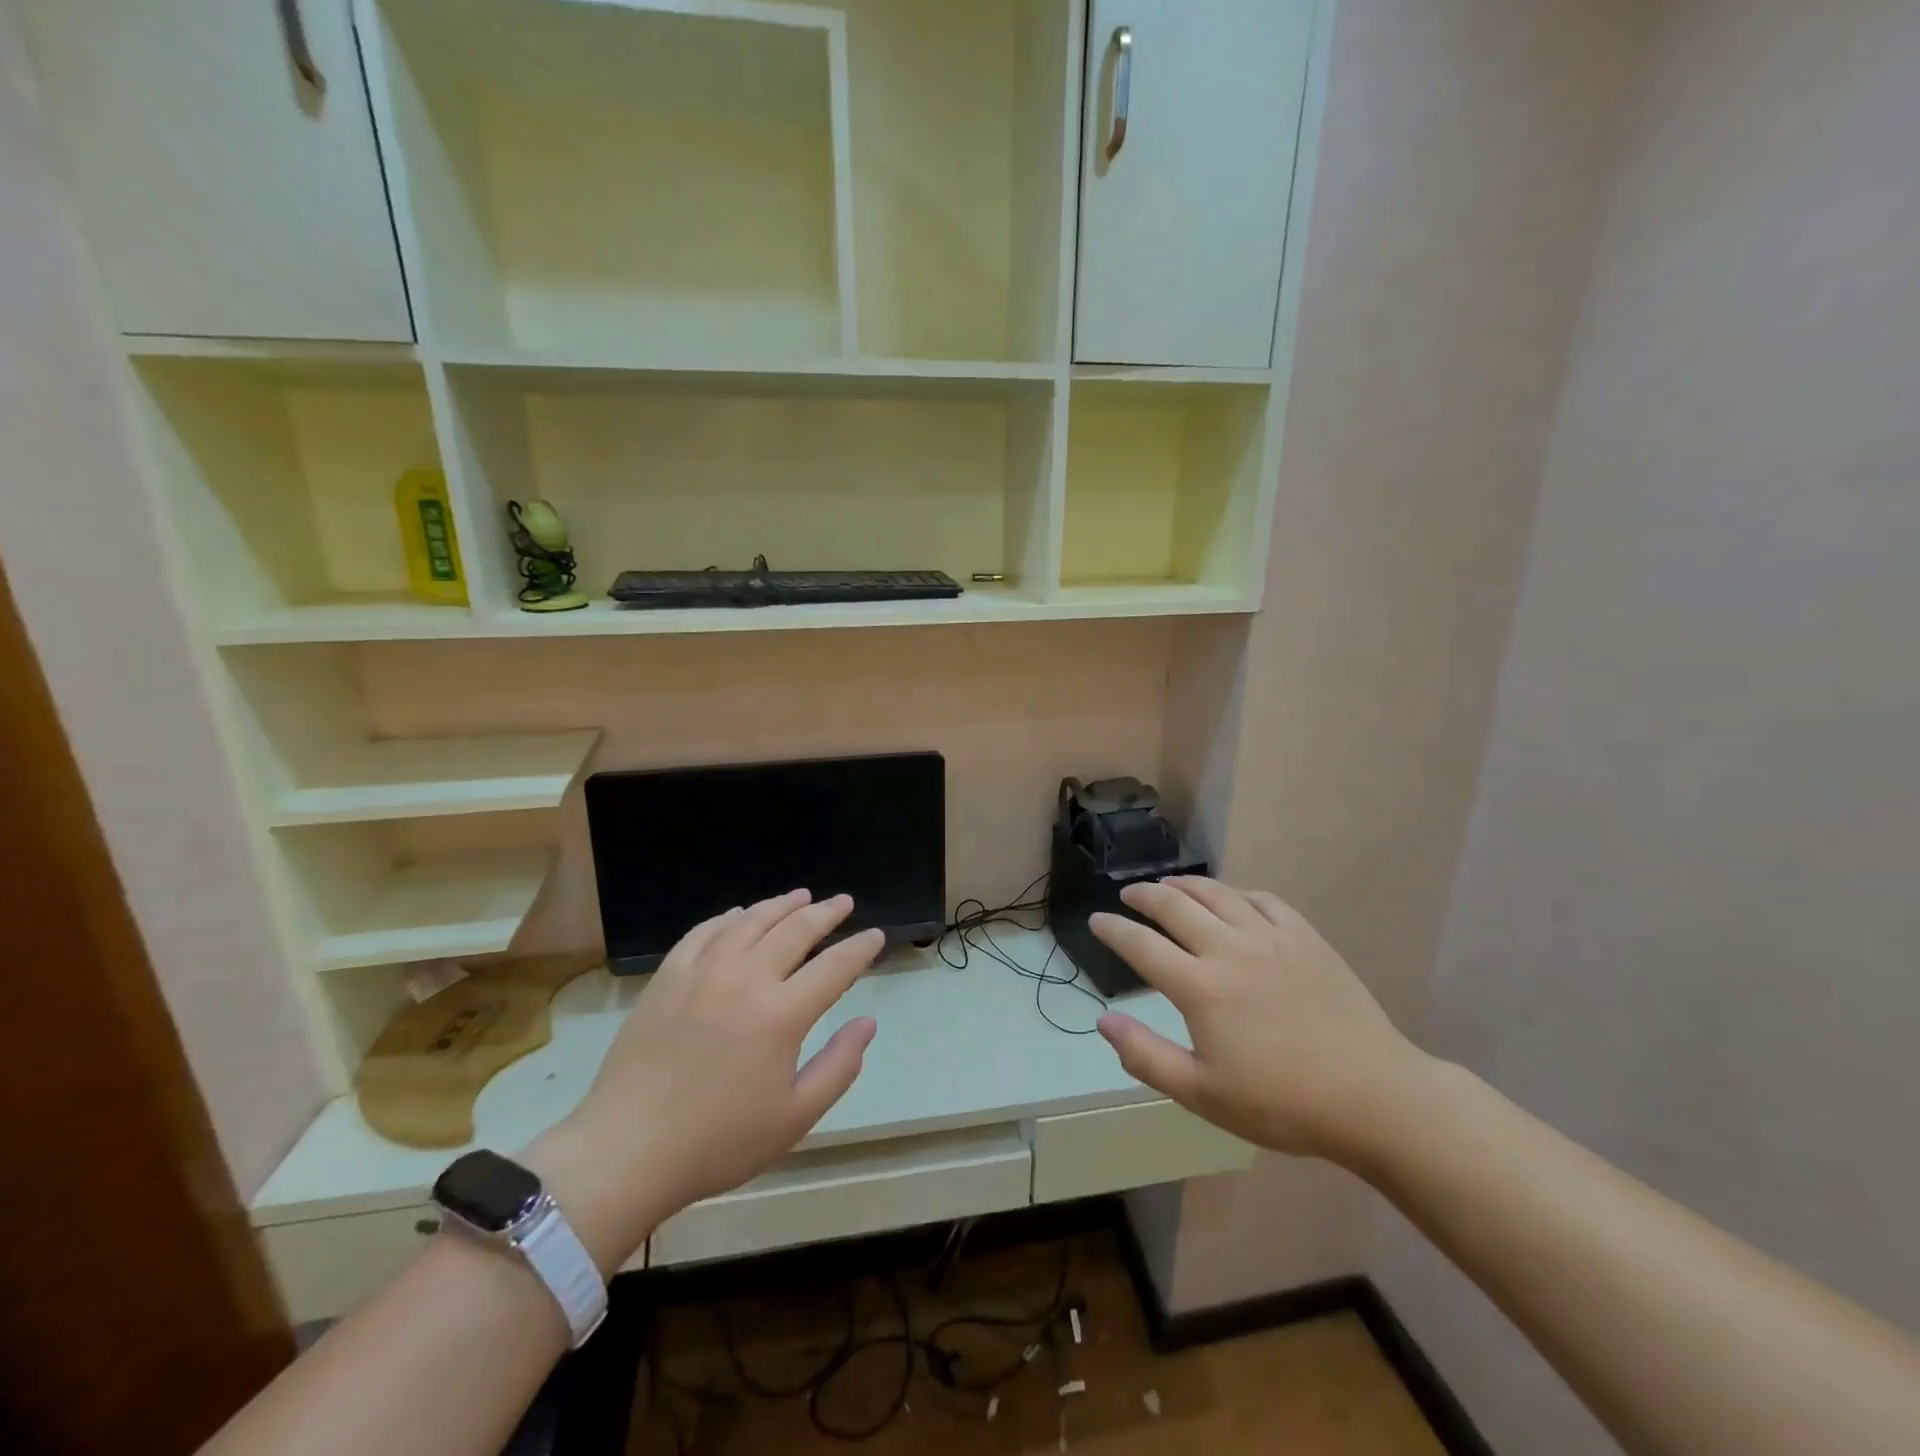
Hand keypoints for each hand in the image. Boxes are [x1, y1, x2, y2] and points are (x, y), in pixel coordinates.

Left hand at [526, 890, 880, 1272]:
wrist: (627, 1152)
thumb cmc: (718, 1142)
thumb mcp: (794, 1118)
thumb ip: (839, 1066)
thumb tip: (868, 1022)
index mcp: (781, 1014)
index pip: (834, 966)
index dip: (859, 948)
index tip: (876, 935)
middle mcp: (745, 979)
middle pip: (795, 930)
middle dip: (826, 913)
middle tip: (843, 902)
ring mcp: (702, 972)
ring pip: (750, 921)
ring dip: (781, 905)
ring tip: (801, 895)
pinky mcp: (667, 977)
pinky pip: (704, 932)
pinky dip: (728, 917)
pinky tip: (739, 915)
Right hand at [1090, 877, 1434, 1166]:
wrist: (1374, 1097)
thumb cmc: (1282, 1103)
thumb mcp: (1203, 1094)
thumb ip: (1145, 1055)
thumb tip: (1103, 1020)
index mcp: (1199, 987)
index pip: (1140, 945)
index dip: (1113, 929)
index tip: (1096, 920)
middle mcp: (1229, 949)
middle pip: (1174, 906)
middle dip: (1143, 895)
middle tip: (1128, 893)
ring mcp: (1270, 937)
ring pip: (1216, 894)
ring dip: (1184, 885)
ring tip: (1168, 885)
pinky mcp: (1305, 938)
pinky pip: (1262, 900)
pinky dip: (1236, 894)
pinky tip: (1231, 899)